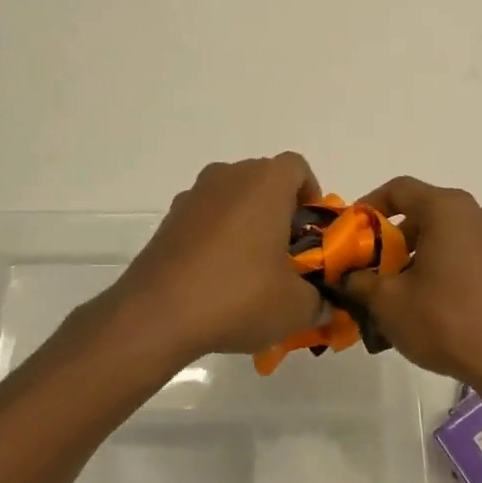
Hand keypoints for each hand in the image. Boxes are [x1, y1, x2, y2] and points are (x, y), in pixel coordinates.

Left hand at [108, 154, 325, 365]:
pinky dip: (216, 237)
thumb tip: (324, 305)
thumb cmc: (238, 295)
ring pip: (232, 198)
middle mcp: (228, 176)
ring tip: (250, 270)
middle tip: (286, 255)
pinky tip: (216, 278)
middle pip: (264, 181)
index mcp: (265, 182)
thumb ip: (319, 301)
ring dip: (246, 223)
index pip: (298, 168)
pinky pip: (205, 218)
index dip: (311, 196)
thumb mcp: (295, 307)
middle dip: (279, 212)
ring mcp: (194, 195)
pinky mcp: (169, 219)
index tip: (311, 232)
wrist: (157, 314)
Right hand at [341, 176, 481, 393]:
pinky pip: (474, 256)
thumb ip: (360, 281)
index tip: (353, 233)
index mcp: (447, 209)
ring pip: (452, 236)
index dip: (370, 206)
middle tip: (377, 270)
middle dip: (396, 239)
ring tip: (407, 293)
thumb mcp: (389, 303)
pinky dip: (452, 269)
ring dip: (424, 255)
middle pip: (427, 213)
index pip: (399, 189)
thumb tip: (348, 276)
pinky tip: (442, 306)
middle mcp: (479, 214)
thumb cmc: (447, 321)